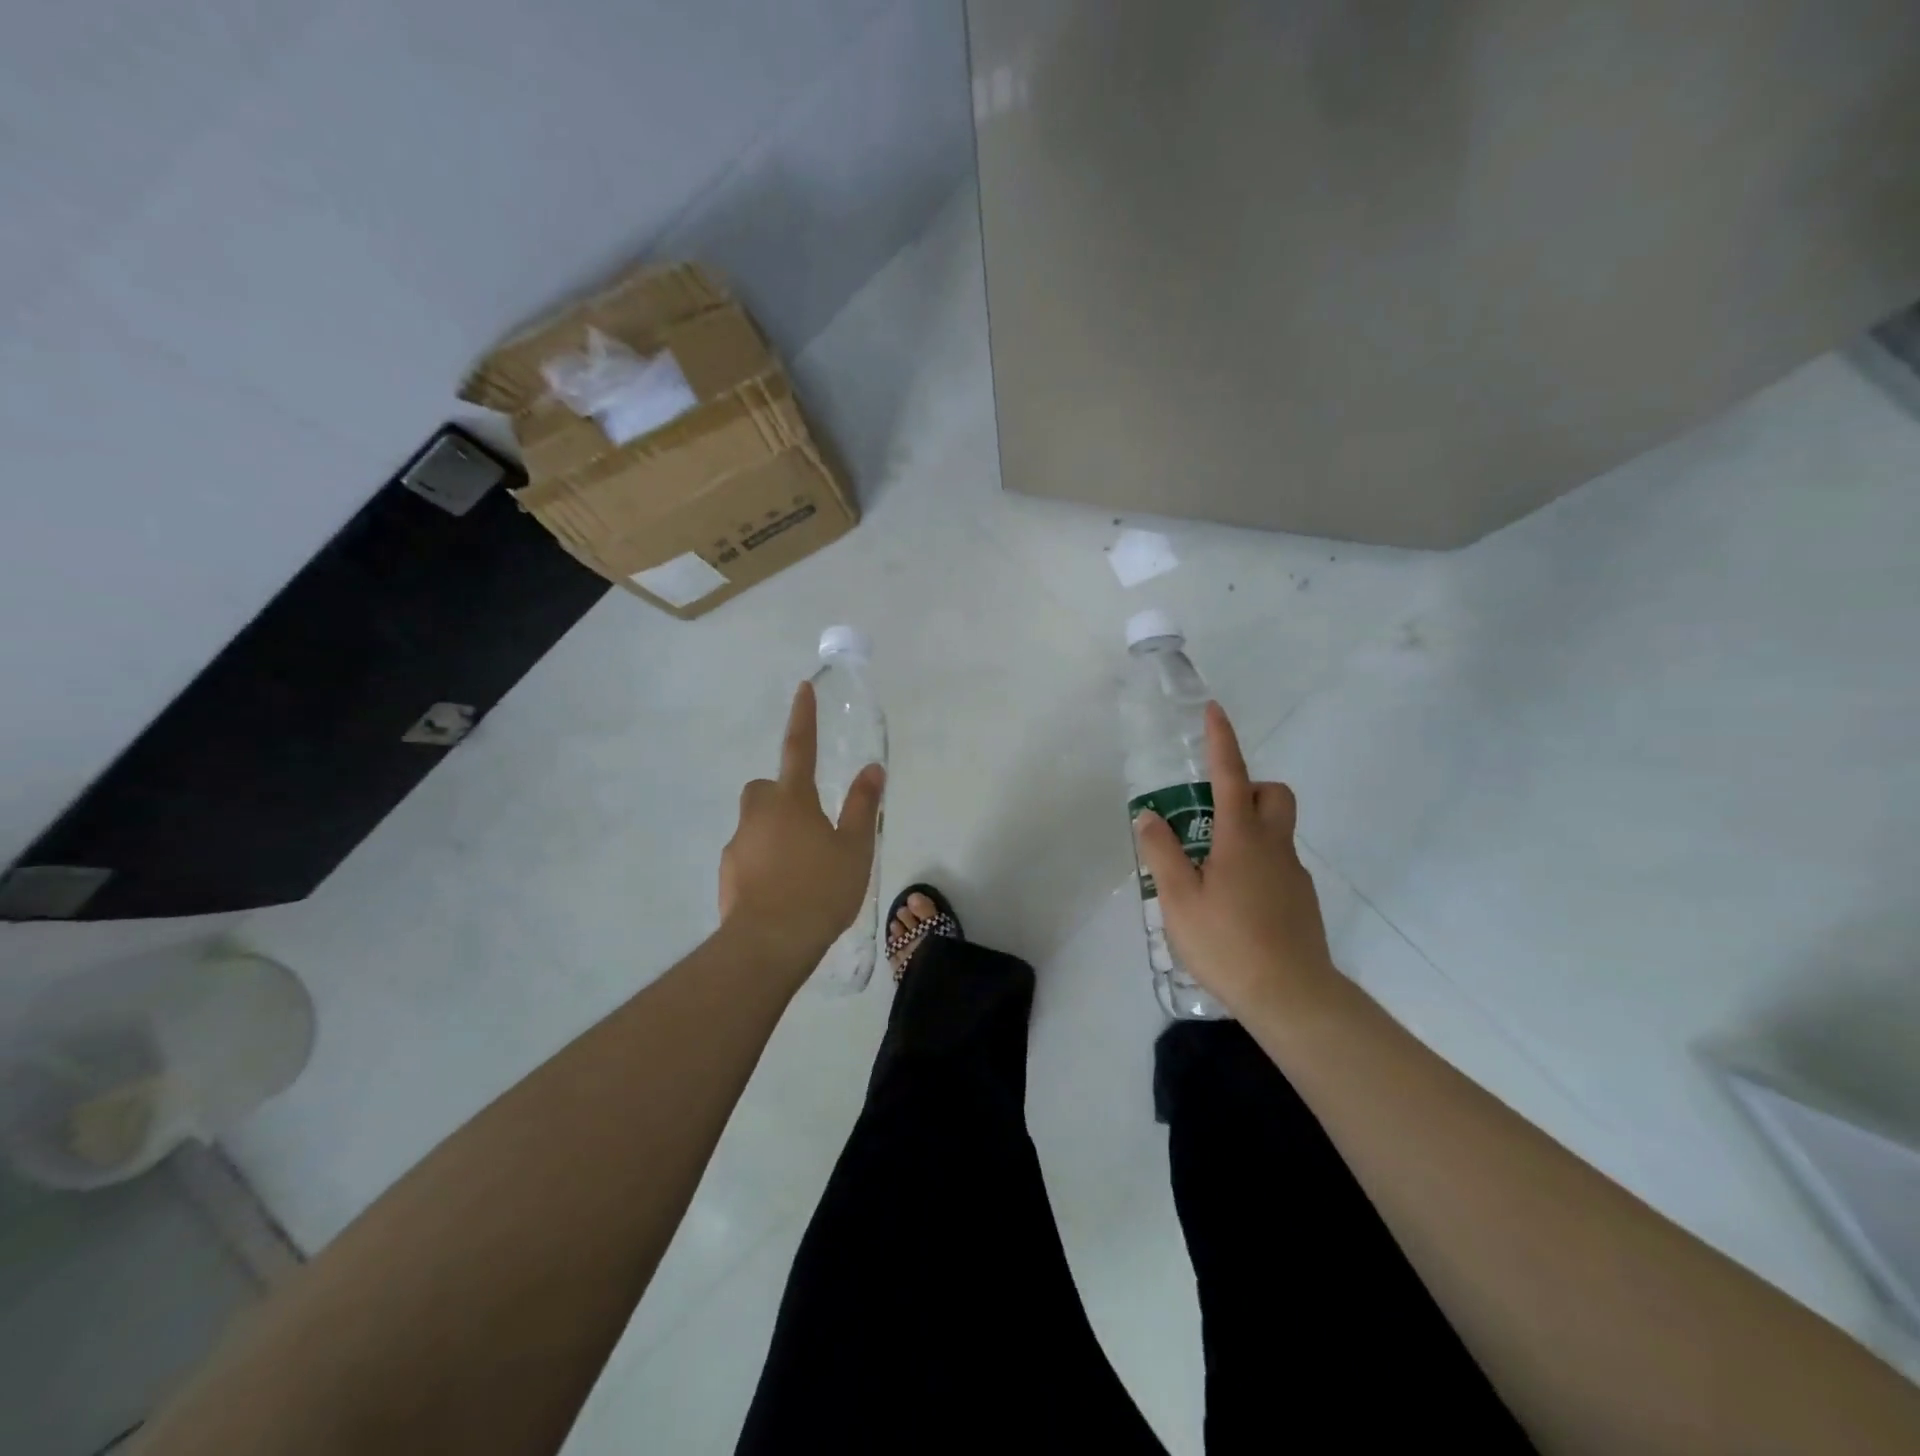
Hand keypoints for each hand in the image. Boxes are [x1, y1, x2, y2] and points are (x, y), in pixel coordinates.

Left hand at [719, 682, 884, 971]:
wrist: (769, 943)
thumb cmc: (821, 889)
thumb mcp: (855, 848)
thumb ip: (863, 806)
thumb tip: (872, 769)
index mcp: (793, 800)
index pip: (800, 748)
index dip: (803, 718)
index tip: (802, 688)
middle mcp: (759, 814)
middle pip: (766, 788)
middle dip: (783, 793)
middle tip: (810, 820)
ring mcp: (738, 844)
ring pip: (756, 823)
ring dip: (775, 830)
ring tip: (803, 866)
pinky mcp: (727, 874)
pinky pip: (748, 854)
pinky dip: (764, 861)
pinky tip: (784, 889)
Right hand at [1133, 702, 1337, 1018]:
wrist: (1292, 996)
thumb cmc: (1227, 942)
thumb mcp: (1179, 898)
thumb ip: (1162, 852)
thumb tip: (1149, 816)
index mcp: (1241, 838)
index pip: (1231, 775)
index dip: (1221, 741)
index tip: (1214, 711)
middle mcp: (1274, 847)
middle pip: (1274, 795)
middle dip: (1249, 788)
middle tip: (1213, 812)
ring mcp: (1293, 875)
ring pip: (1276, 832)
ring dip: (1248, 830)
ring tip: (1210, 869)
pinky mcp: (1301, 902)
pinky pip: (1277, 865)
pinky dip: (1256, 865)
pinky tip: (1233, 904)